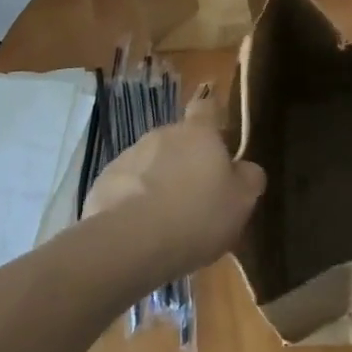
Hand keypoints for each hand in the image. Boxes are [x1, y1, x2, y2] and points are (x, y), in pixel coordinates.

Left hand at [82, 87, 265, 279]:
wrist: (131, 243)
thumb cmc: (197, 216)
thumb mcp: (241, 202)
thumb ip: (248, 178)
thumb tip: (245, 169)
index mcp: (198, 133)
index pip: (207, 107)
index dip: (212, 118)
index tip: (217, 137)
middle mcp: (162, 134)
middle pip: (178, 140)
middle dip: (185, 162)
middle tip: (195, 197)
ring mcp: (129, 156)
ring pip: (150, 164)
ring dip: (158, 182)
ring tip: (165, 221)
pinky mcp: (103, 182)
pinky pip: (126, 187)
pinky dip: (133, 202)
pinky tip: (140, 231)